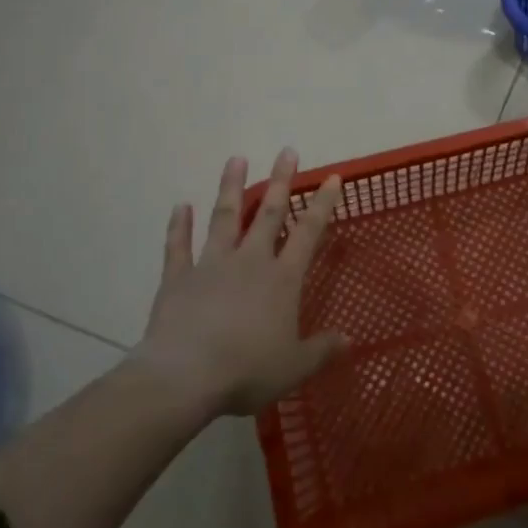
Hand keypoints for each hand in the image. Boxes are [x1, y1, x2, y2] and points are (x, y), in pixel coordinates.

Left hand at [136, 148, 344, 417]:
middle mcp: (249, 261)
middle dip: (280, 181)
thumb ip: (321, 350)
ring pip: (224, 217)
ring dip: (230, 187)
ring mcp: (211, 265)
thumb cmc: (247, 370)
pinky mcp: (178, 278)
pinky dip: (179, 226)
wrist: (184, 377)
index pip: (309, 232)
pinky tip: (180, 207)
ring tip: (236, 159)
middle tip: (287, 151)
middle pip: (267, 213)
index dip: (322, 204)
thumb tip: (348, 340)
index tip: (332, 178)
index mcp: (282, 279)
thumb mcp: (294, 367)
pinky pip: (178, 246)